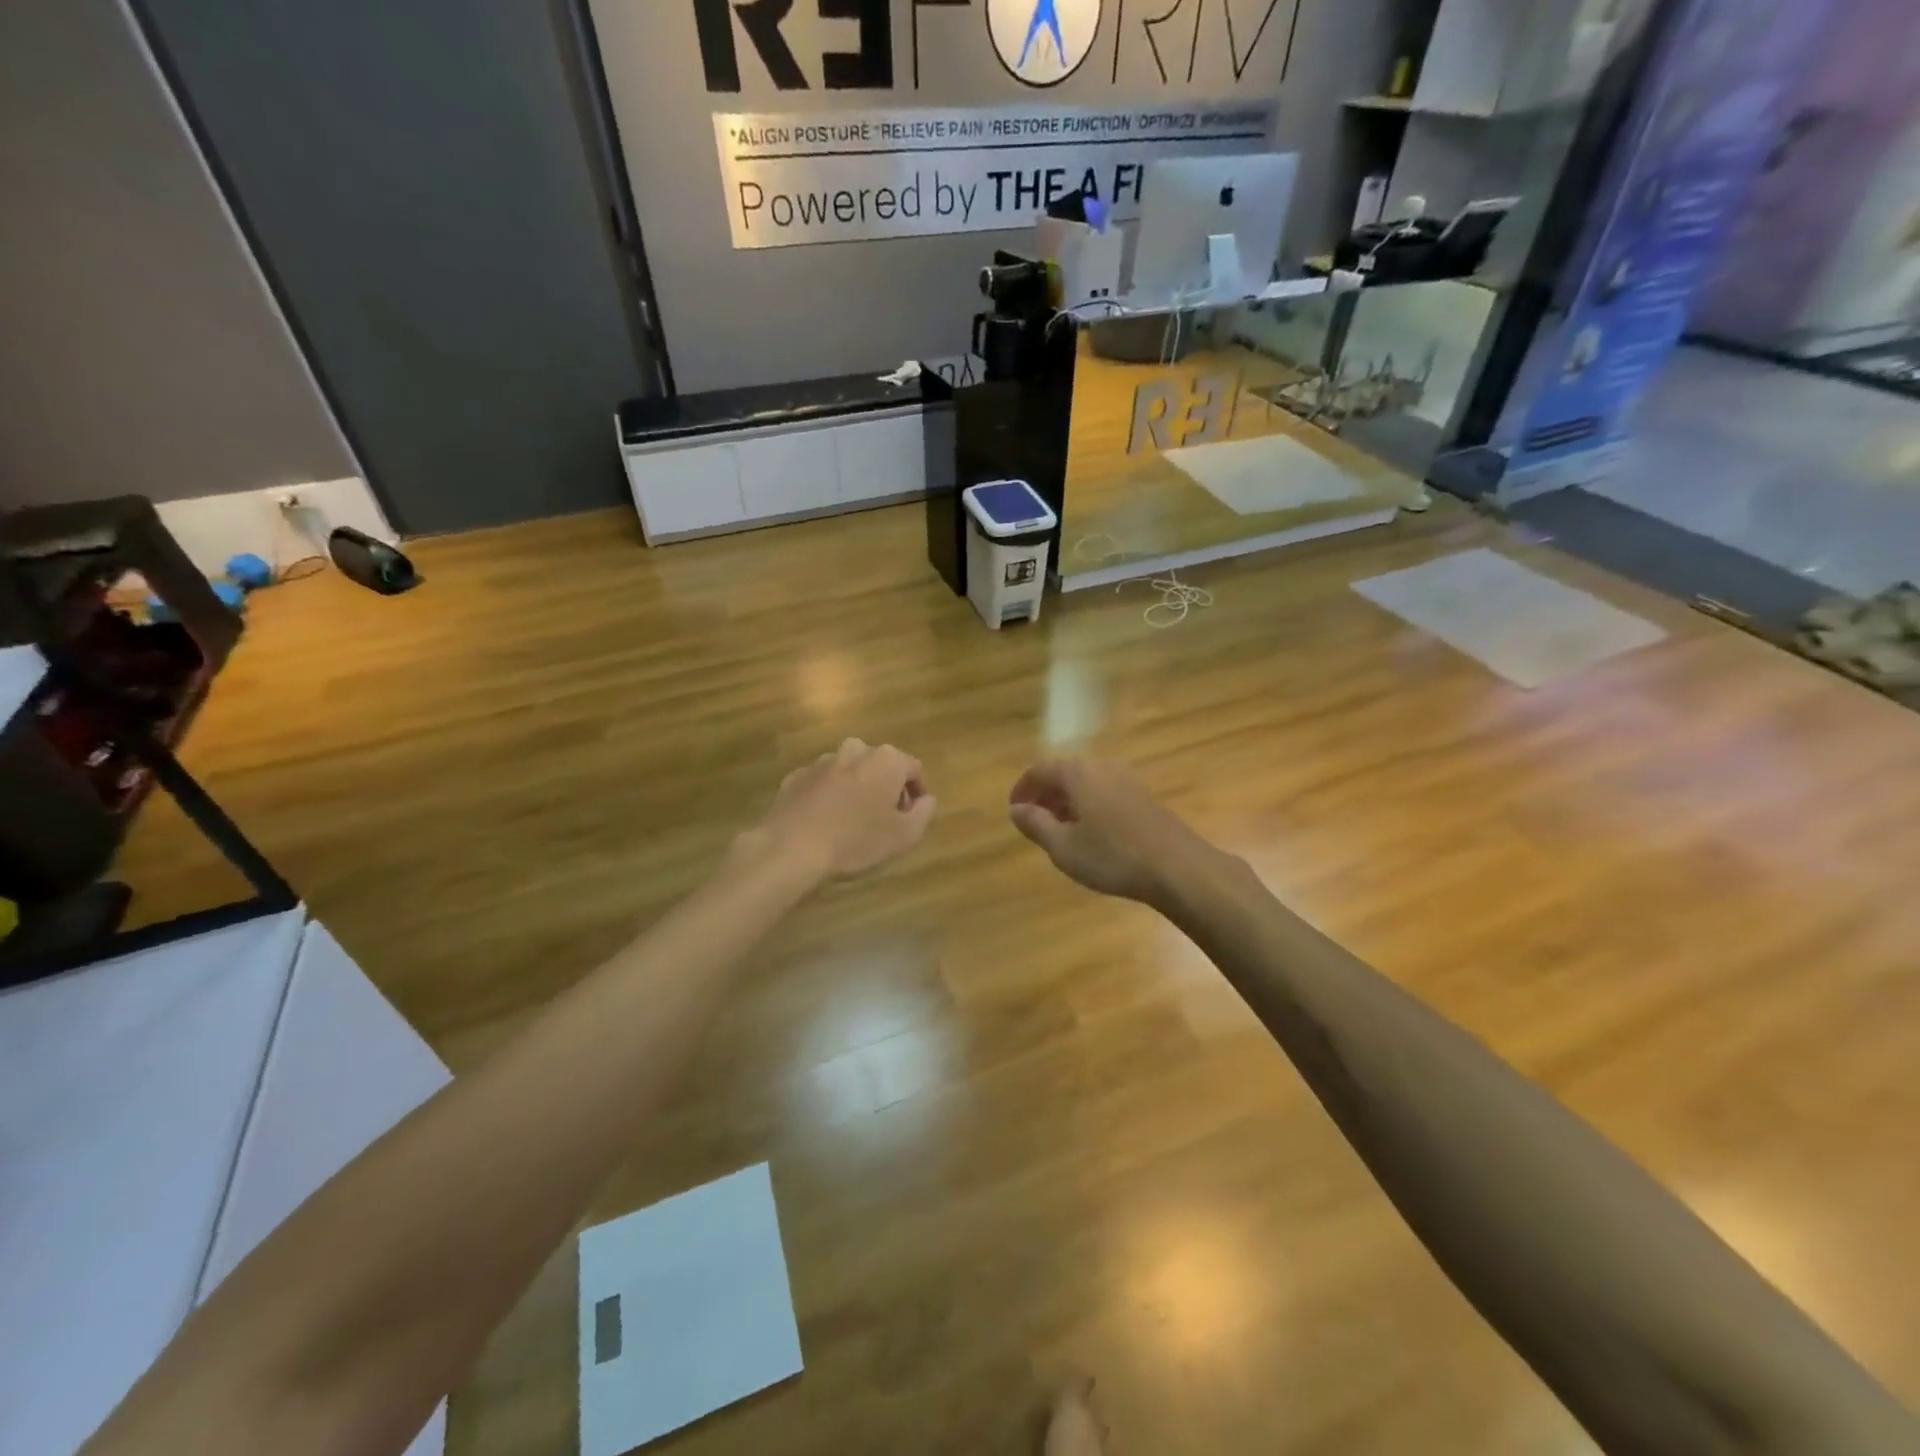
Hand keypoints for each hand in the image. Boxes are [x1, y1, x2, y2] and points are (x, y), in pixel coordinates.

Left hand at [750, 738, 935, 881]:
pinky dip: (828, 798)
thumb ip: (924, 813)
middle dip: (886, 788)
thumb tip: (926, 800)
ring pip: (850, 772)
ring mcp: (821, 762)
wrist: (791, 848)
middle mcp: (854, 750)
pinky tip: (824, 824)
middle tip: (883, 820)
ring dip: (856, 791)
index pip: (913, 769)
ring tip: (851, 824)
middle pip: (881, 766)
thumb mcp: (904, 836)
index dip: (917, 793)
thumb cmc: (856, 841)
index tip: (910, 817)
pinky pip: (822, 784)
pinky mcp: (795, 777)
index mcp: (886, 760)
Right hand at [1008, 759, 1212, 904]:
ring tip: (1060, 831)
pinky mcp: (1144, 797)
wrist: (1177, 868)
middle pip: (1065, 774)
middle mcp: (1102, 767)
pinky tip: (1092, 834)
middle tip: (1034, 822)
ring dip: (1068, 802)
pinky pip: (1105, 793)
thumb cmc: (1112, 856)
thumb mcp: (1063, 847)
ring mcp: (1127, 780)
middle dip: (1046, 795)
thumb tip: (1016, 809)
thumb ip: (1035, 824)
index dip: (1022, 788)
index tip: (1014, 811)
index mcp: (1078, 773)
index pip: (1040, 769)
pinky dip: (1089, 806)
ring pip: (1087, 784)